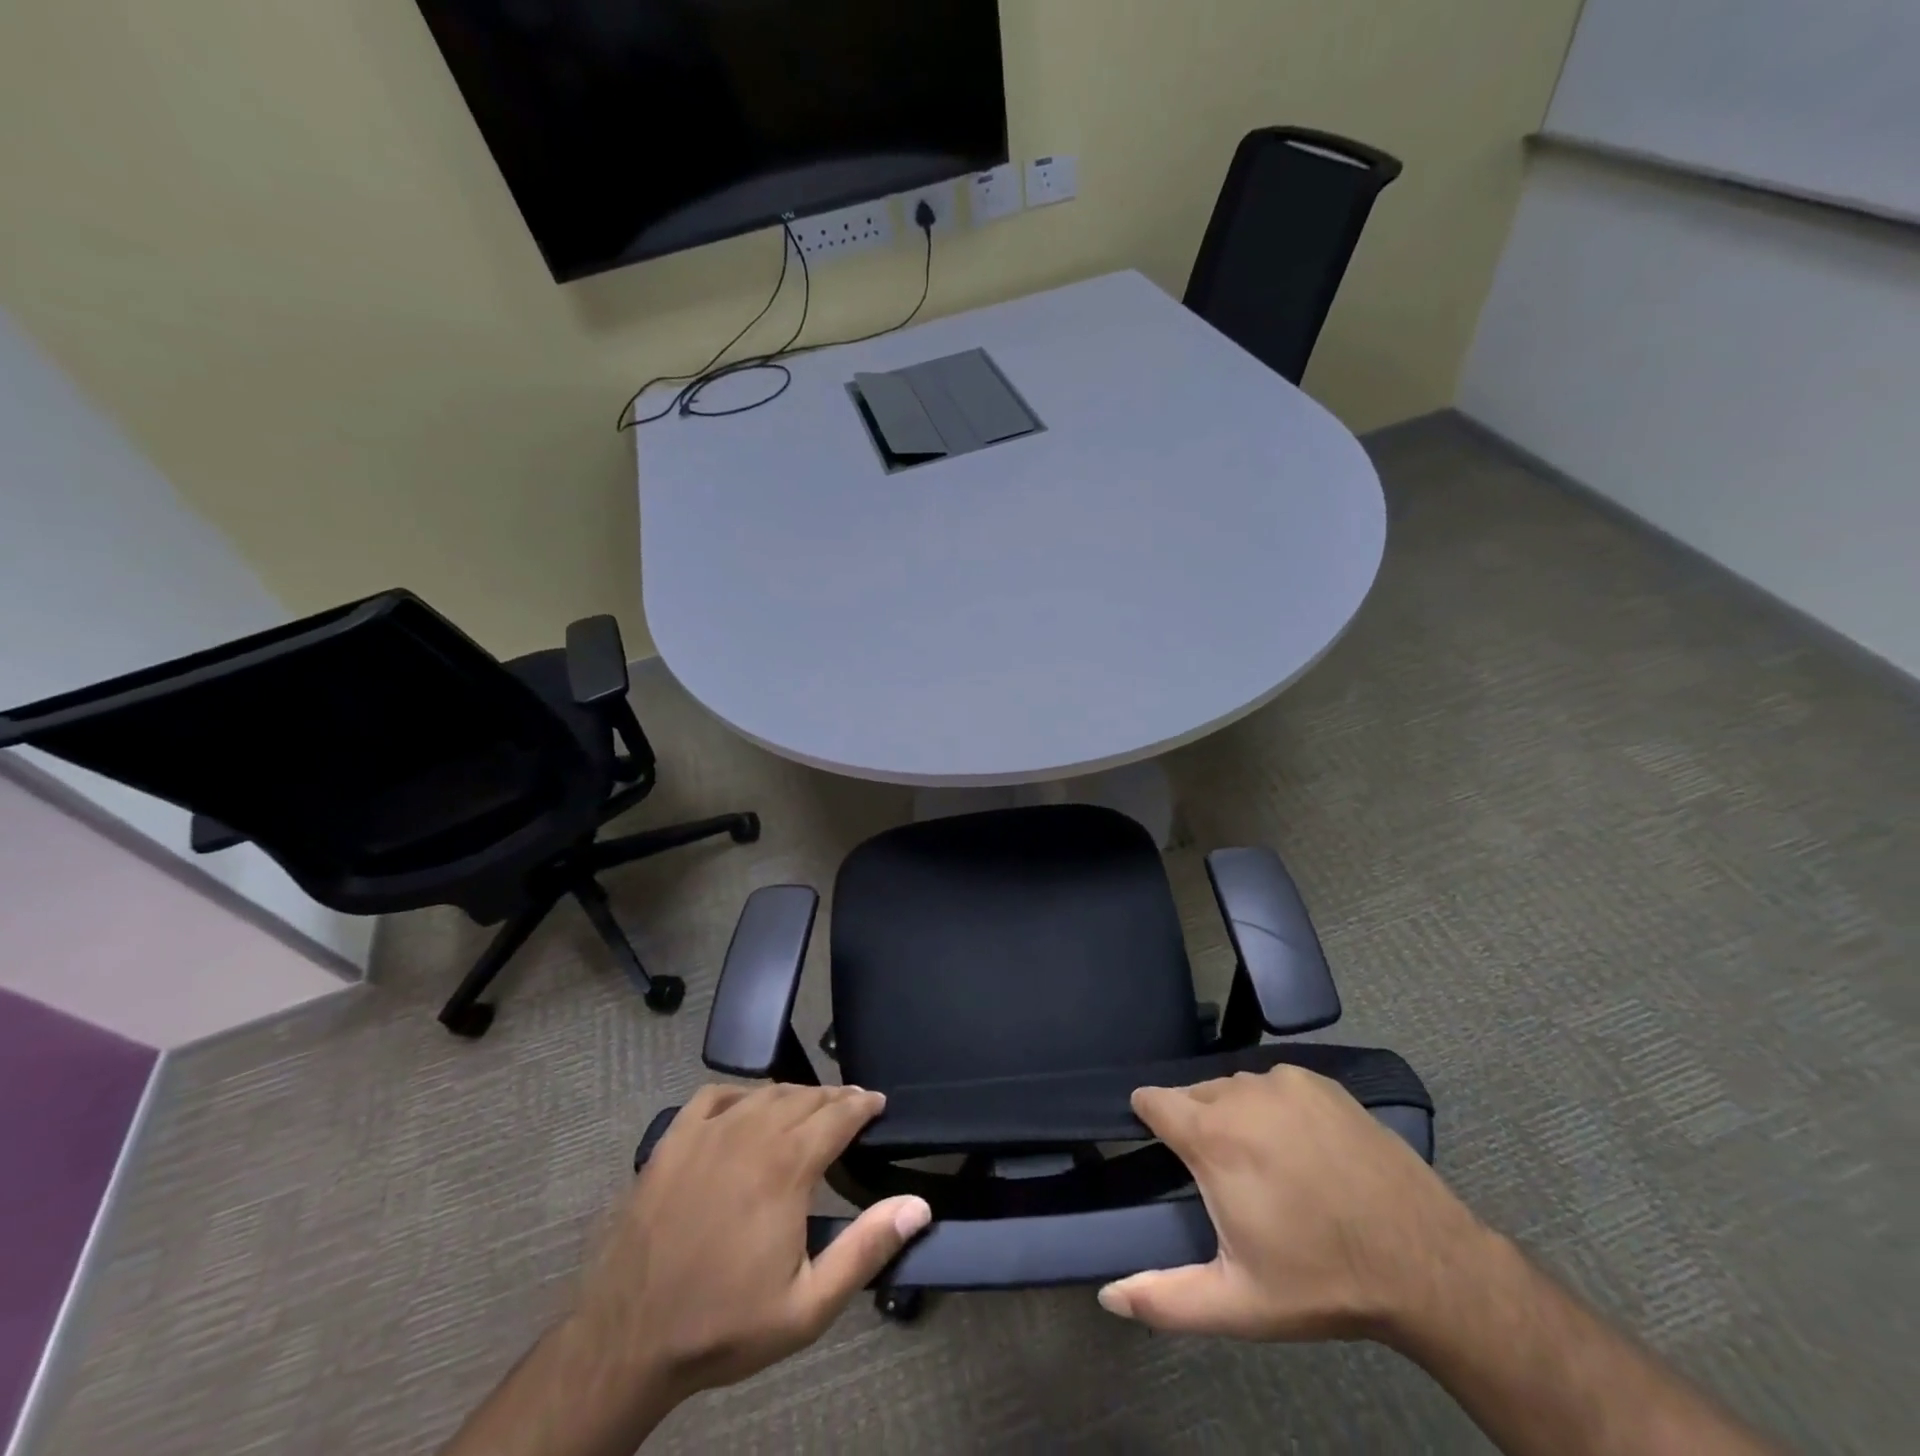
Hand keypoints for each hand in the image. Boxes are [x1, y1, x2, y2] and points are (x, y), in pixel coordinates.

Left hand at [577, 1083, 931, 1401]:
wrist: (627, 1339)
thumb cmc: (724, 1324)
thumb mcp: (808, 1306)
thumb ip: (866, 1249)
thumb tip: (917, 1206)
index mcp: (787, 1165)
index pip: (838, 1115)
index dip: (863, 1104)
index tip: (878, 1103)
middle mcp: (752, 1133)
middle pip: (805, 1097)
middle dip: (835, 1098)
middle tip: (852, 1107)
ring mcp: (708, 1132)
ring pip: (765, 1093)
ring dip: (795, 1094)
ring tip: (810, 1106)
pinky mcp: (673, 1140)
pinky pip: (715, 1096)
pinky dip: (741, 1094)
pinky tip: (747, 1106)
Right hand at [1097, 1065, 1485, 1341]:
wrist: (1425, 1263)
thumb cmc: (1321, 1281)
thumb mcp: (1238, 1304)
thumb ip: (1165, 1299)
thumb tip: (1109, 1295)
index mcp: (1211, 1136)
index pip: (1151, 1099)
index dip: (1148, 1118)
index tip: (1160, 1145)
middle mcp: (1239, 1092)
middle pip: (1194, 1094)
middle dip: (1197, 1125)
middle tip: (1226, 1177)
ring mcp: (1284, 1082)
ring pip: (1235, 1087)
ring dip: (1236, 1115)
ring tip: (1268, 1165)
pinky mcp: (1321, 1082)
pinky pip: (1276, 1085)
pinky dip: (1276, 1107)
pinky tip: (1303, 1148)